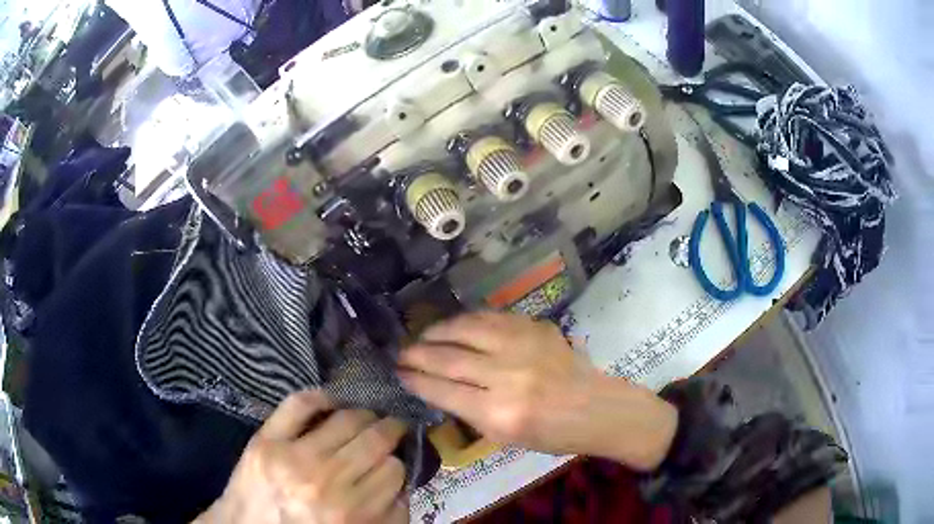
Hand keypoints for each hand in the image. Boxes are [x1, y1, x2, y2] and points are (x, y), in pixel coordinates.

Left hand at [196, 391, 409, 523]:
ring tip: (366, 418)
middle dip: (391, 430)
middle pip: (375, 440)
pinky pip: (300, 403)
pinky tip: (332, 401)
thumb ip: (386, 515)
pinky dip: (320, 396)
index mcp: (350, 513)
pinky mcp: (266, 439)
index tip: (394, 460)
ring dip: (364, 415)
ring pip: (347, 419)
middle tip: (393, 428)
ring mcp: (292, 456)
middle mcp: (324, 482)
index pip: (393, 470)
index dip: (397, 463)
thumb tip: (403, 482)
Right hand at [398, 312, 677, 470]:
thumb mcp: (504, 438)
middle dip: (417, 353)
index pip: (442, 390)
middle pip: (448, 358)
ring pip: (466, 329)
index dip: (414, 380)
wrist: (596, 409)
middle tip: (401, 352)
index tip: (398, 373)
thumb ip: (468, 411)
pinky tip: (456, 325)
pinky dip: (467, 320)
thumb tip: (435, 387)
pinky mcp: (535, 328)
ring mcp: (523, 346)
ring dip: (437, 331)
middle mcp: (507, 376)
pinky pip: (491, 318)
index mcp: (499, 414)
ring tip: (423, 335)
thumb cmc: (552, 435)